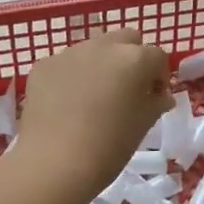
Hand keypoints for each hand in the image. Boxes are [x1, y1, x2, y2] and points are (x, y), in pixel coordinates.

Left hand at [14, 30, 171, 194]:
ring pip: (93, 49)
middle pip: (126, 40)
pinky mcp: (43, 65)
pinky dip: (72, 77)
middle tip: (128, 90)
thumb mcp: (143, 126)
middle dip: (131, 59)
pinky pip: (65, 64)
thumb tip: (160, 96)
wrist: (54, 163)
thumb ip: (156, 103)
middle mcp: (102, 46)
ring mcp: (69, 53)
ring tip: (94, 98)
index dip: (159, 77)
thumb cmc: (109, 147)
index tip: (155, 98)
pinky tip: (67, 105)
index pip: (157, 56)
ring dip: (100, 65)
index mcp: (134, 59)